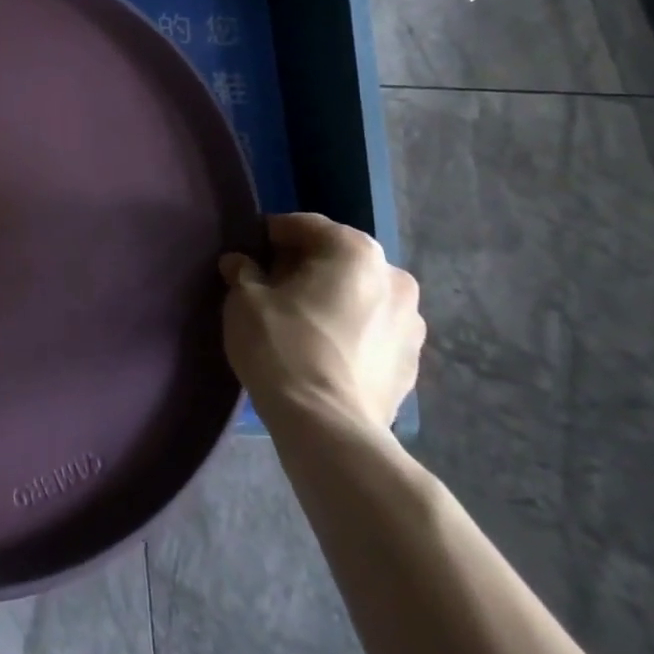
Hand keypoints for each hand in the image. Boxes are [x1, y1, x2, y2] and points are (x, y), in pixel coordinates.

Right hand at [220, 213, 422, 432]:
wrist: (327, 428)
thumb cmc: (282, 346)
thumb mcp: (245, 299)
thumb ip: (244, 271)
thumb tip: (240, 263)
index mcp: (355, 251)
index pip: (306, 226)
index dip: (273, 236)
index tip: (251, 253)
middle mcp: (394, 277)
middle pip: (338, 259)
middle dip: (306, 267)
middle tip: (272, 286)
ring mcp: (411, 323)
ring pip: (360, 295)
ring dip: (332, 299)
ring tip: (298, 321)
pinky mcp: (412, 364)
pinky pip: (372, 331)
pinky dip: (350, 331)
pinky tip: (322, 350)